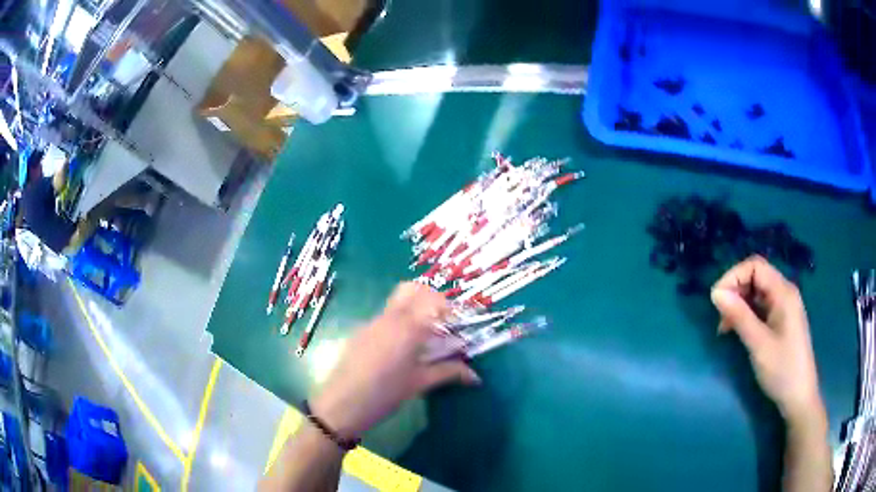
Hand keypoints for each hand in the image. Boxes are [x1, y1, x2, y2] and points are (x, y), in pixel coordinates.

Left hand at [311, 282, 479, 439]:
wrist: (340, 405)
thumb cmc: (384, 395)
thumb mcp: (419, 384)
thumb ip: (448, 373)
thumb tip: (476, 376)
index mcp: (407, 327)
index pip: (434, 301)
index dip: (450, 310)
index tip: (458, 327)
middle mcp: (389, 318)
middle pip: (413, 289)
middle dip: (431, 300)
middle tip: (442, 324)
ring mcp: (371, 323)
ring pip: (397, 302)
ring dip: (415, 310)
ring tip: (424, 338)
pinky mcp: (360, 332)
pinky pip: (385, 317)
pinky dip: (399, 322)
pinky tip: (401, 349)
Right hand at [710, 256, 823, 423]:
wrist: (799, 396)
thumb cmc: (782, 369)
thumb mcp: (758, 344)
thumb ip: (739, 316)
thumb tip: (715, 293)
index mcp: (783, 292)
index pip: (755, 266)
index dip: (733, 276)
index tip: (716, 300)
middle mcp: (785, 292)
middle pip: (756, 276)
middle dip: (735, 291)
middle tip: (720, 317)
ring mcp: (784, 307)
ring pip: (757, 292)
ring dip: (739, 304)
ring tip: (725, 328)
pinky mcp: (781, 320)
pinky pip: (761, 307)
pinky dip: (746, 314)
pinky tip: (738, 330)